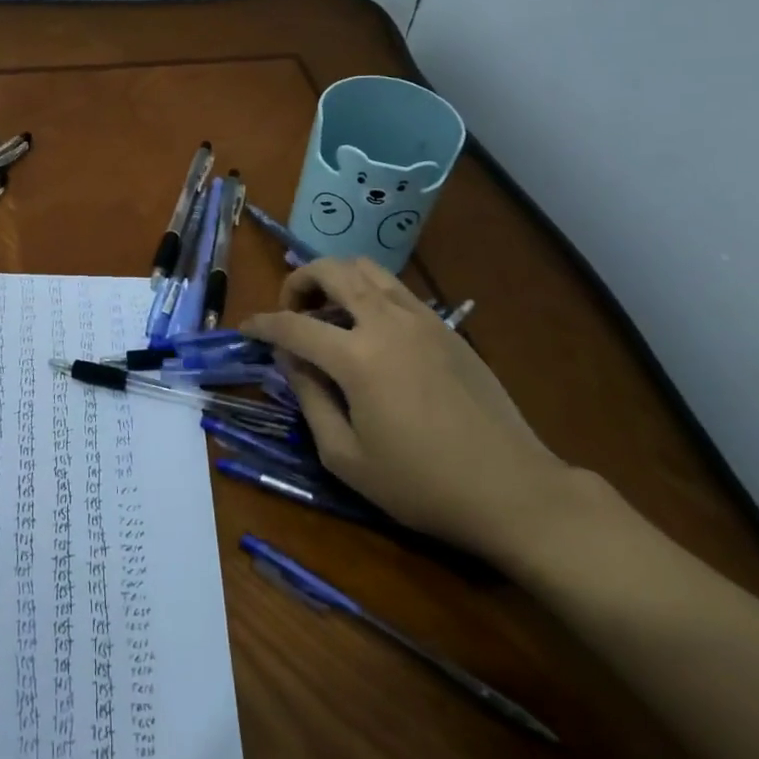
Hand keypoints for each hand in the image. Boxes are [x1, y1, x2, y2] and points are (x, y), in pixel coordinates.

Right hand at [241, 257, 580, 562]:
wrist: (512, 490)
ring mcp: (422, 318)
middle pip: (332, 271)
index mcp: (357, 357)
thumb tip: (291, 360)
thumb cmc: (422, 484)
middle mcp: (387, 322)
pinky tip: (367, 327)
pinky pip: (396, 288)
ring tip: (326, 311)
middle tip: (289, 310)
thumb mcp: (346, 456)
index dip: (261, 324)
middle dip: (298, 281)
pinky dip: (368, 291)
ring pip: (367, 268)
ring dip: (336, 278)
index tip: (245, 328)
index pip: (293, 325)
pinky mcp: (446, 327)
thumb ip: (310, 399)